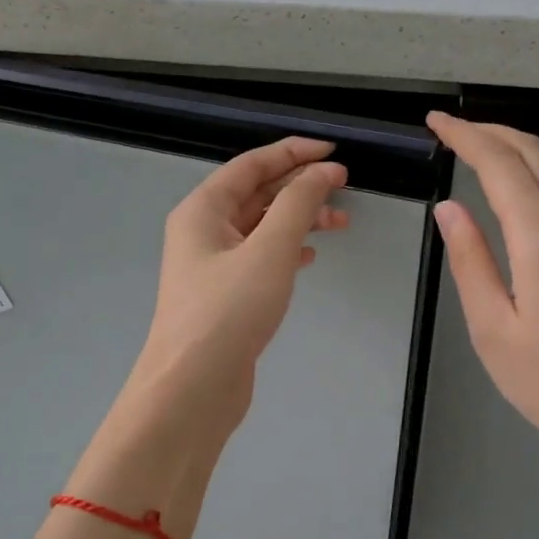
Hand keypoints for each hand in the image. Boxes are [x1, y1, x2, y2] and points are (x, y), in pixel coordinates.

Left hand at [127, 137, 348, 434]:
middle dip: (300, 186)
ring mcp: (213, 266)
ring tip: (339, 223)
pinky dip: (287, 251)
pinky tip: (311, 257)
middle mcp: (203, 232)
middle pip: (256, 194)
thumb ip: (298, 205)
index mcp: (203, 210)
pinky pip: (260, 258)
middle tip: (344, 186)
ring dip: (299, 220)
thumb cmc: (228, 312)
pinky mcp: (226, 296)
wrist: (193, 387)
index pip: (250, 165)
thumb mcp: (269, 250)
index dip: (292, 153)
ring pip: (261, 228)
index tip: (333, 152)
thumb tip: (321, 170)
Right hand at [426, 112, 538, 482]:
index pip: (500, 166)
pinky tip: (529, 174)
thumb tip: (449, 209)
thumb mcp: (492, 330)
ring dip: (519, 141)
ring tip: (483, 142)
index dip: (465, 137)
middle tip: (451, 129)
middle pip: (533, 153)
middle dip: (489, 131)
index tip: (436, 122)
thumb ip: (470, 262)